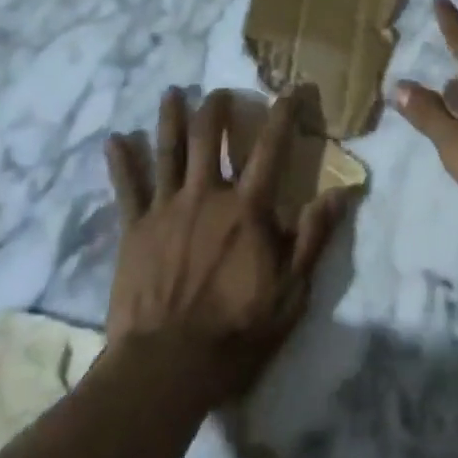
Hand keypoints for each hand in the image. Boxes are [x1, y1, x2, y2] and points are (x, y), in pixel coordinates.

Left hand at [105, 87, 347, 406]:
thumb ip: (314, 238)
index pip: (270, 149)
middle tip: (221, 92)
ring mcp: (166, 209)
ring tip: (173, 92)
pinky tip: (115, 139)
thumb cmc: (235, 331)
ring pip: (168, 152)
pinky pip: (127, 188)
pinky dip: (121, 162)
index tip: (290, 91)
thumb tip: (342, 193)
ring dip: (171, 118)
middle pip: (208, 138)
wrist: (166, 366)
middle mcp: (206, 196)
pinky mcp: (134, 229)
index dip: (282, 116)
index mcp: (247, 209)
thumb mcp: (291, 292)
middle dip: (216, 109)